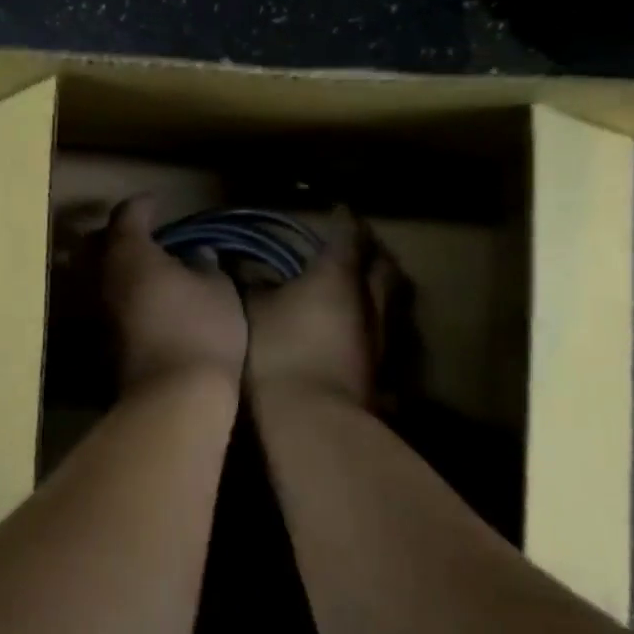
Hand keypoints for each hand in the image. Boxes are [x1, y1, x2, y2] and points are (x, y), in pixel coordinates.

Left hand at [102, 196, 247, 391]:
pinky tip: (146, 301)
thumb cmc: (200, 329)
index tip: (157, 203)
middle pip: (96, 244)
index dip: (142, 205)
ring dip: (118, 267)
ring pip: (98, 276)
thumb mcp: (218, 288)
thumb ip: (206, 264)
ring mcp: (98, 312)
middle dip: (115, 234)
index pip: (127, 215)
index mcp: (130, 253)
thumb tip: (198, 255)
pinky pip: (108, 304)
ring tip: (148, 269)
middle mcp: (104, 277)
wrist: (174, 398)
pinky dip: (122, 294)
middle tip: (143, 234)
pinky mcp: (103, 342)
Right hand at [244, 213, 393, 407]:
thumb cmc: (277, 355)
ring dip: (382, 290)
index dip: (344, 221)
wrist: (313, 425)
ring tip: (366, 288)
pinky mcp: (385, 374)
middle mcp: (370, 302)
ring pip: (393, 303)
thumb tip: (240, 264)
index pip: (348, 236)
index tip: (339, 209)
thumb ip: (250, 285)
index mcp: (336, 278)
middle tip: (360, 247)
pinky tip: (363, 336)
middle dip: (374, 253)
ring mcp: (384, 340)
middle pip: (384, 267)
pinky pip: (389, 338)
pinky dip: (378, 328)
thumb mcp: (251, 313)